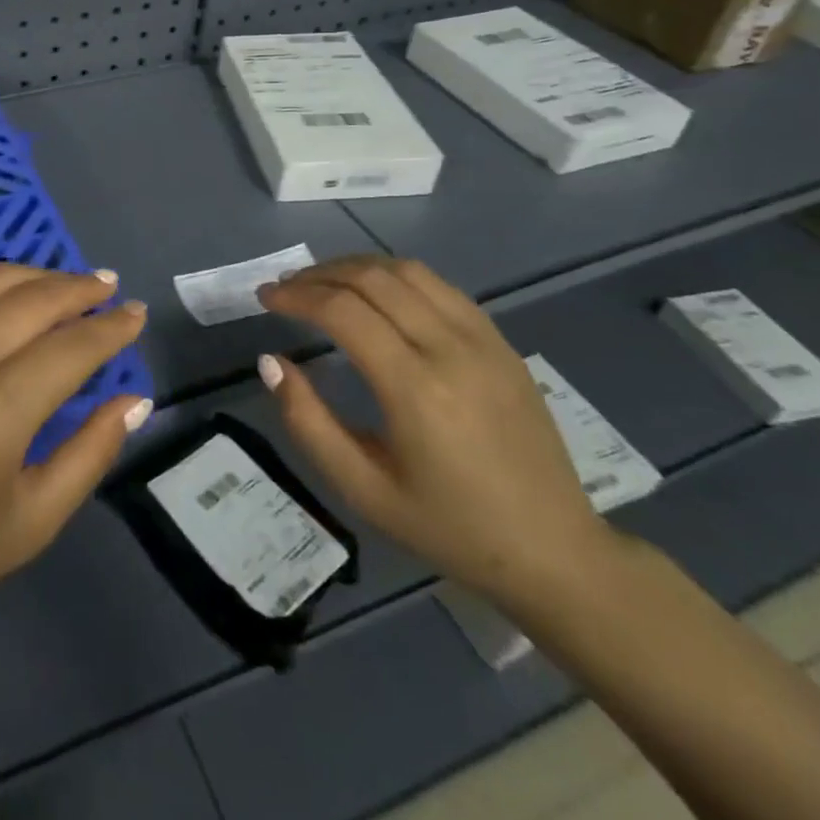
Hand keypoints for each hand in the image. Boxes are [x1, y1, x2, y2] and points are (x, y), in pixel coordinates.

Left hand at [0, 264, 151, 644]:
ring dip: (33, 274)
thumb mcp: (30, 522)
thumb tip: (135, 400)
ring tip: (63, 280)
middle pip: (35, 300)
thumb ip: (90, 454)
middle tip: (108, 287)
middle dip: (80, 289)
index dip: (112, 328)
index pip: (74, 347)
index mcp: (0, 408)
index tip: (136, 314)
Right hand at [256, 256, 611, 608]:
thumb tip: (270, 362)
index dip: (295, 295)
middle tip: (286, 288)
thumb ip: (308, 422)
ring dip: (356, 267)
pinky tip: (377, 295)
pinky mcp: (501, 342)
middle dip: (319, 274)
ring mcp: (483, 340)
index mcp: (415, 388)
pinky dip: (396, 277)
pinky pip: (440, 286)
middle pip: (372, 278)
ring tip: (324, 283)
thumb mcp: (363, 490)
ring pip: (407, 271)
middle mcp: (450, 348)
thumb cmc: (449, 527)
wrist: (554, 551)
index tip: (265, 297)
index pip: (342, 311)